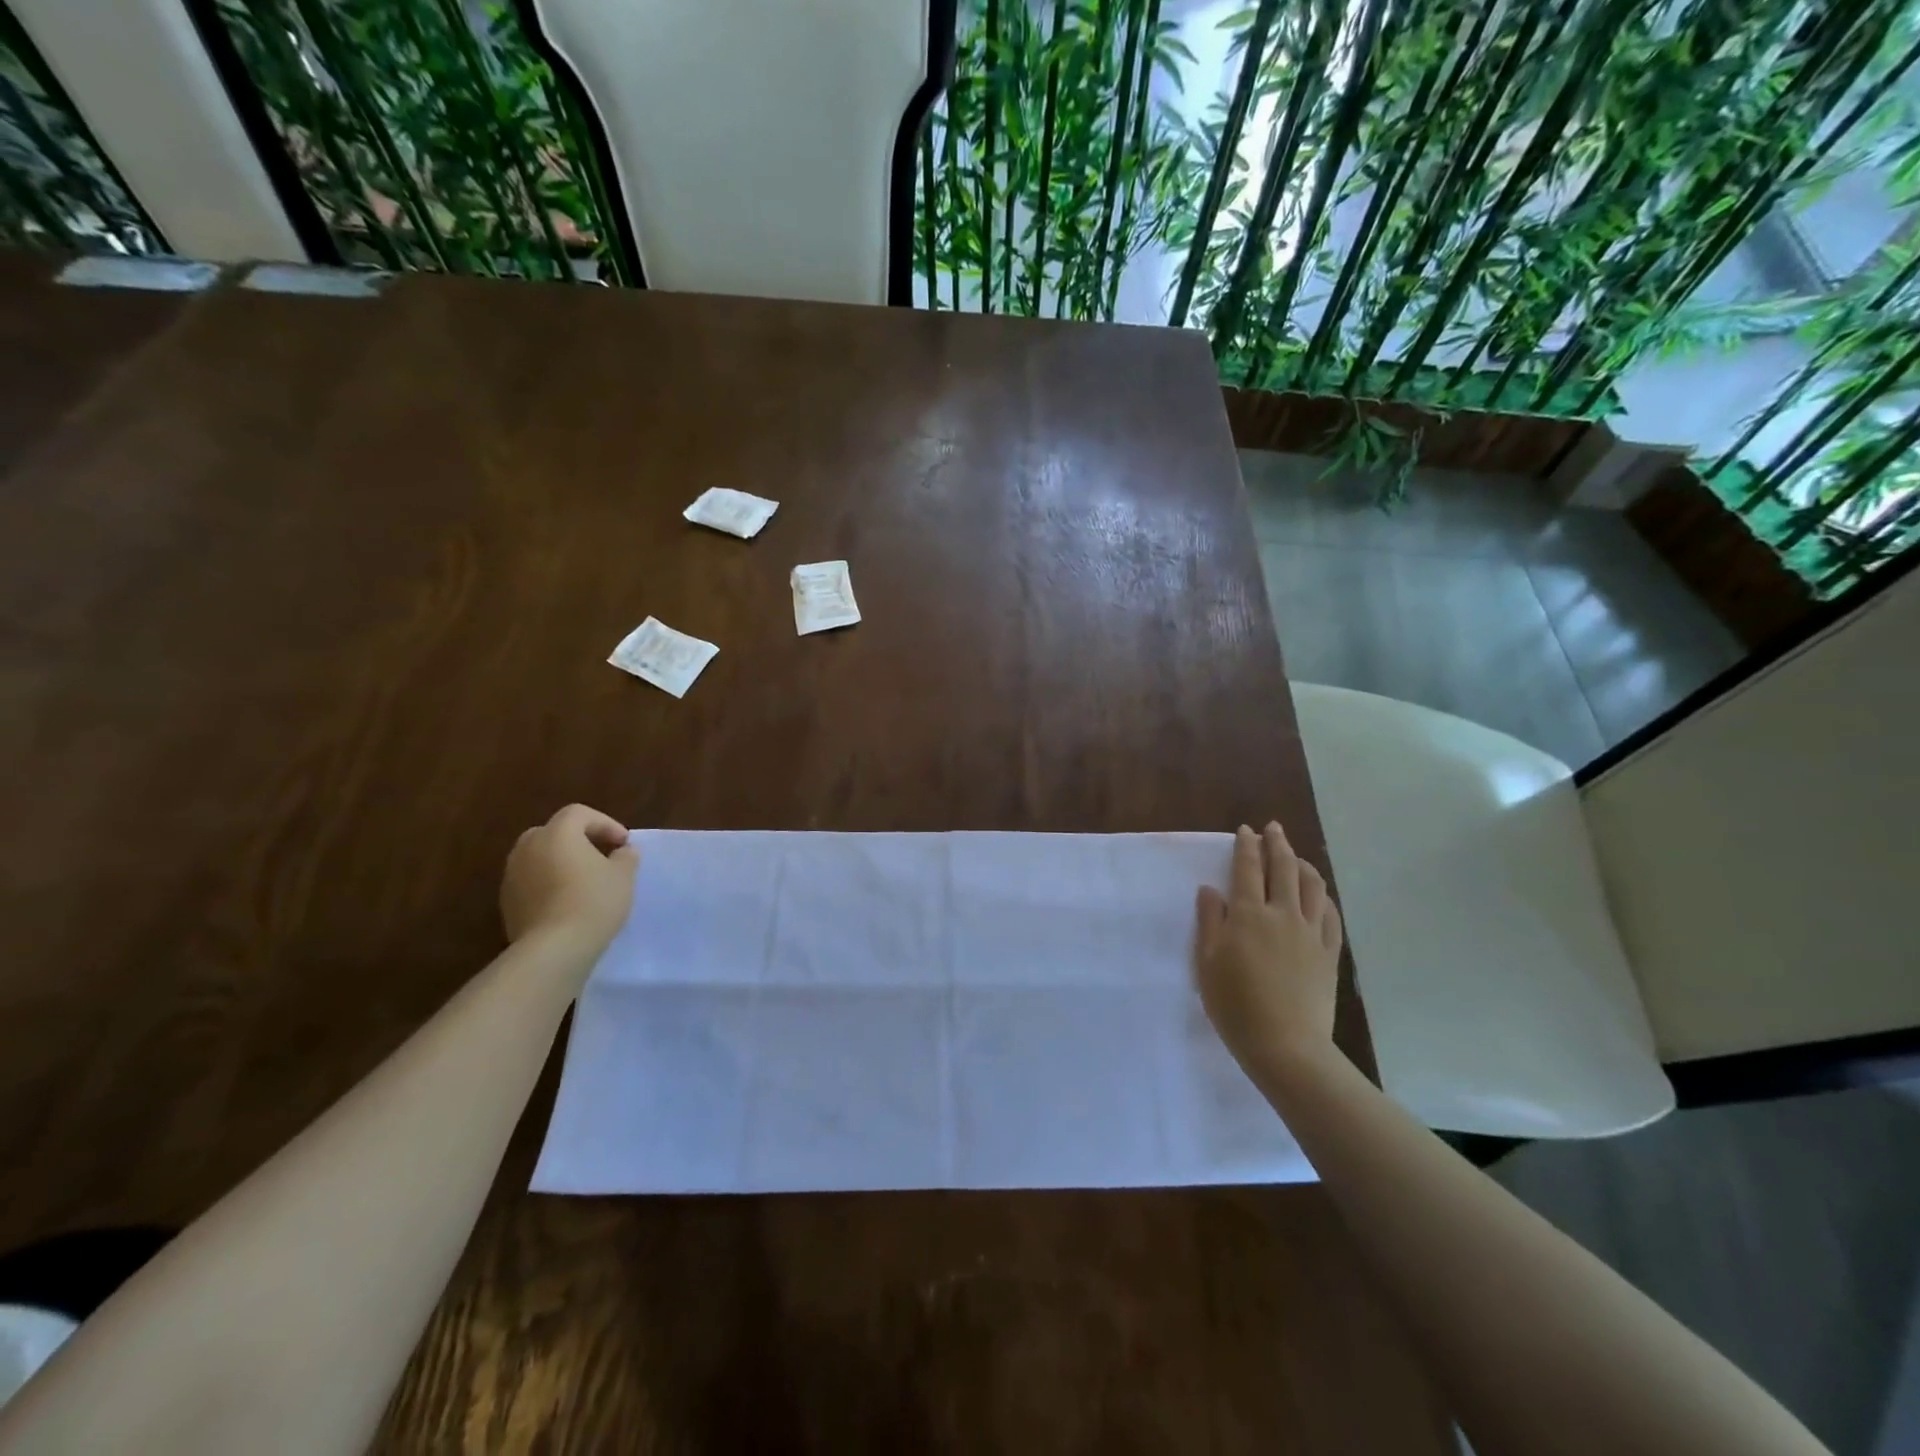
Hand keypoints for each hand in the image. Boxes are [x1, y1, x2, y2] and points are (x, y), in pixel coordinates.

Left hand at [500, 803, 639, 952]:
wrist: (553, 949)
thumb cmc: (593, 902)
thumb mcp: (623, 876)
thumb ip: (625, 856)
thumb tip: (623, 851)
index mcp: (556, 833)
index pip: (579, 814)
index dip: (605, 824)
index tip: (623, 844)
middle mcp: (528, 847)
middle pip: (554, 832)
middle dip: (578, 840)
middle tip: (600, 857)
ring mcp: (512, 875)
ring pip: (539, 857)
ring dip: (561, 862)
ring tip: (584, 882)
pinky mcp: (506, 902)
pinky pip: (531, 881)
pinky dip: (548, 884)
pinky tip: (567, 903)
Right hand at [1195, 822, 1343, 1080]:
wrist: (1285, 1045)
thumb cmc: (1235, 1005)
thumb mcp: (1207, 963)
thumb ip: (1209, 921)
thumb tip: (1210, 889)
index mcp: (1248, 914)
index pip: (1248, 868)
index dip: (1246, 846)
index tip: (1245, 830)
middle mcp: (1282, 914)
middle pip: (1283, 868)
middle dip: (1277, 844)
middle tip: (1272, 829)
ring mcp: (1310, 933)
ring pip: (1312, 886)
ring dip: (1303, 864)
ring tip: (1296, 856)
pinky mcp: (1329, 953)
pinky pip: (1330, 915)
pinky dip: (1323, 896)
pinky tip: (1320, 894)